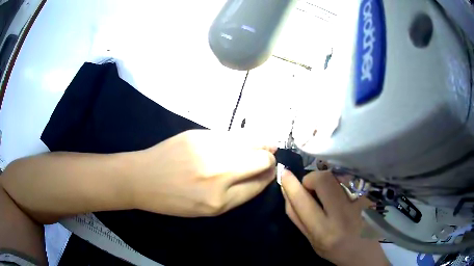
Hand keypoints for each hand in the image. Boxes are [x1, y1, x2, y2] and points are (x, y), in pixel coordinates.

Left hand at [132, 129, 276, 216]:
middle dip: (270, 160)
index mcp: (219, 200)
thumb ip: (237, 194)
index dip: (268, 177)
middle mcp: (218, 173)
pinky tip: (245, 140)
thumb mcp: (207, 209)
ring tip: (266, 146)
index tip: (269, 173)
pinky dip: (244, 138)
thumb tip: (260, 176)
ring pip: (251, 142)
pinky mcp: (199, 133)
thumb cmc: (172, 200)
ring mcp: (208, 149)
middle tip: (268, 159)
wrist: (142, 178)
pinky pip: (232, 134)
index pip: (258, 184)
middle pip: (261, 161)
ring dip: (262, 144)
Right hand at [281, 170, 389, 265]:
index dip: (291, 185)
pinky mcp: (369, 196)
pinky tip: (345, 196)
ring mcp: (360, 202)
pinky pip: (350, 179)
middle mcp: (343, 215)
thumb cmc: (335, 249)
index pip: (303, 202)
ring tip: (331, 194)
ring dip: (327, 180)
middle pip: (323, 179)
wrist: (365, 252)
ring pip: (337, 176)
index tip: (285, 174)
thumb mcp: (311, 240)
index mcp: (324, 231)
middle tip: (313, 188)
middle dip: (312, 179)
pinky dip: (341, 182)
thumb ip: (297, 217)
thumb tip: (287, 192)